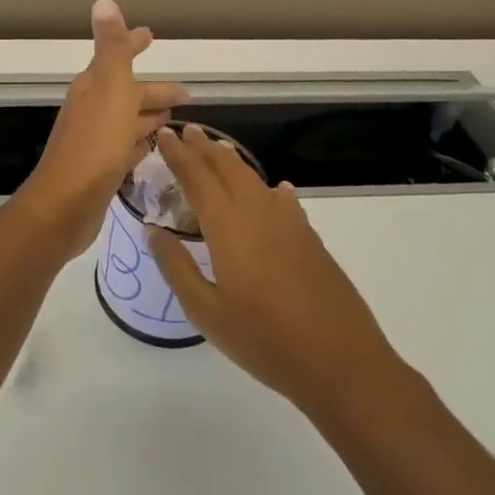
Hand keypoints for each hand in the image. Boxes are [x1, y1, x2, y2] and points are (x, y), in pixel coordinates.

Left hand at [19, 0, 185, 257]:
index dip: (133, 45)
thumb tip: (103, 1)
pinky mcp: (99, 170)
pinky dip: (139, 142)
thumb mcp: (109, 89)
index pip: (116, 57)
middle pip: (127, 92)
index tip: (150, 35)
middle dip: (153, 90)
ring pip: (126, 121)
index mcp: (93, 87)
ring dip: (147, 116)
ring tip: (173, 119)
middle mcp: (91, 110)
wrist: (65, 205)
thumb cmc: (94, 144)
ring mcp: (94, 141)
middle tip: (185, 94)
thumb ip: (111, 48)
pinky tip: (151, 148)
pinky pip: (124, 148)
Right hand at [146, 124, 403, 418]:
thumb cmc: (265, 341)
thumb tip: (153, 229)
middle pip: (228, 168)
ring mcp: (289, 224)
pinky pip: (281, 199)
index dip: (178, 154)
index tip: (163, 134)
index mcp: (229, 226)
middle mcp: (258, 213)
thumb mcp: (207, 312)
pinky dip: (267, 187)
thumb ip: (177, 267)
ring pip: (255, 179)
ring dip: (232, 161)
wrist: (342, 362)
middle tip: (186, 131)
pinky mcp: (310, 239)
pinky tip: (273, 191)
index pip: (197, 177)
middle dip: (204, 147)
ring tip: (218, 150)